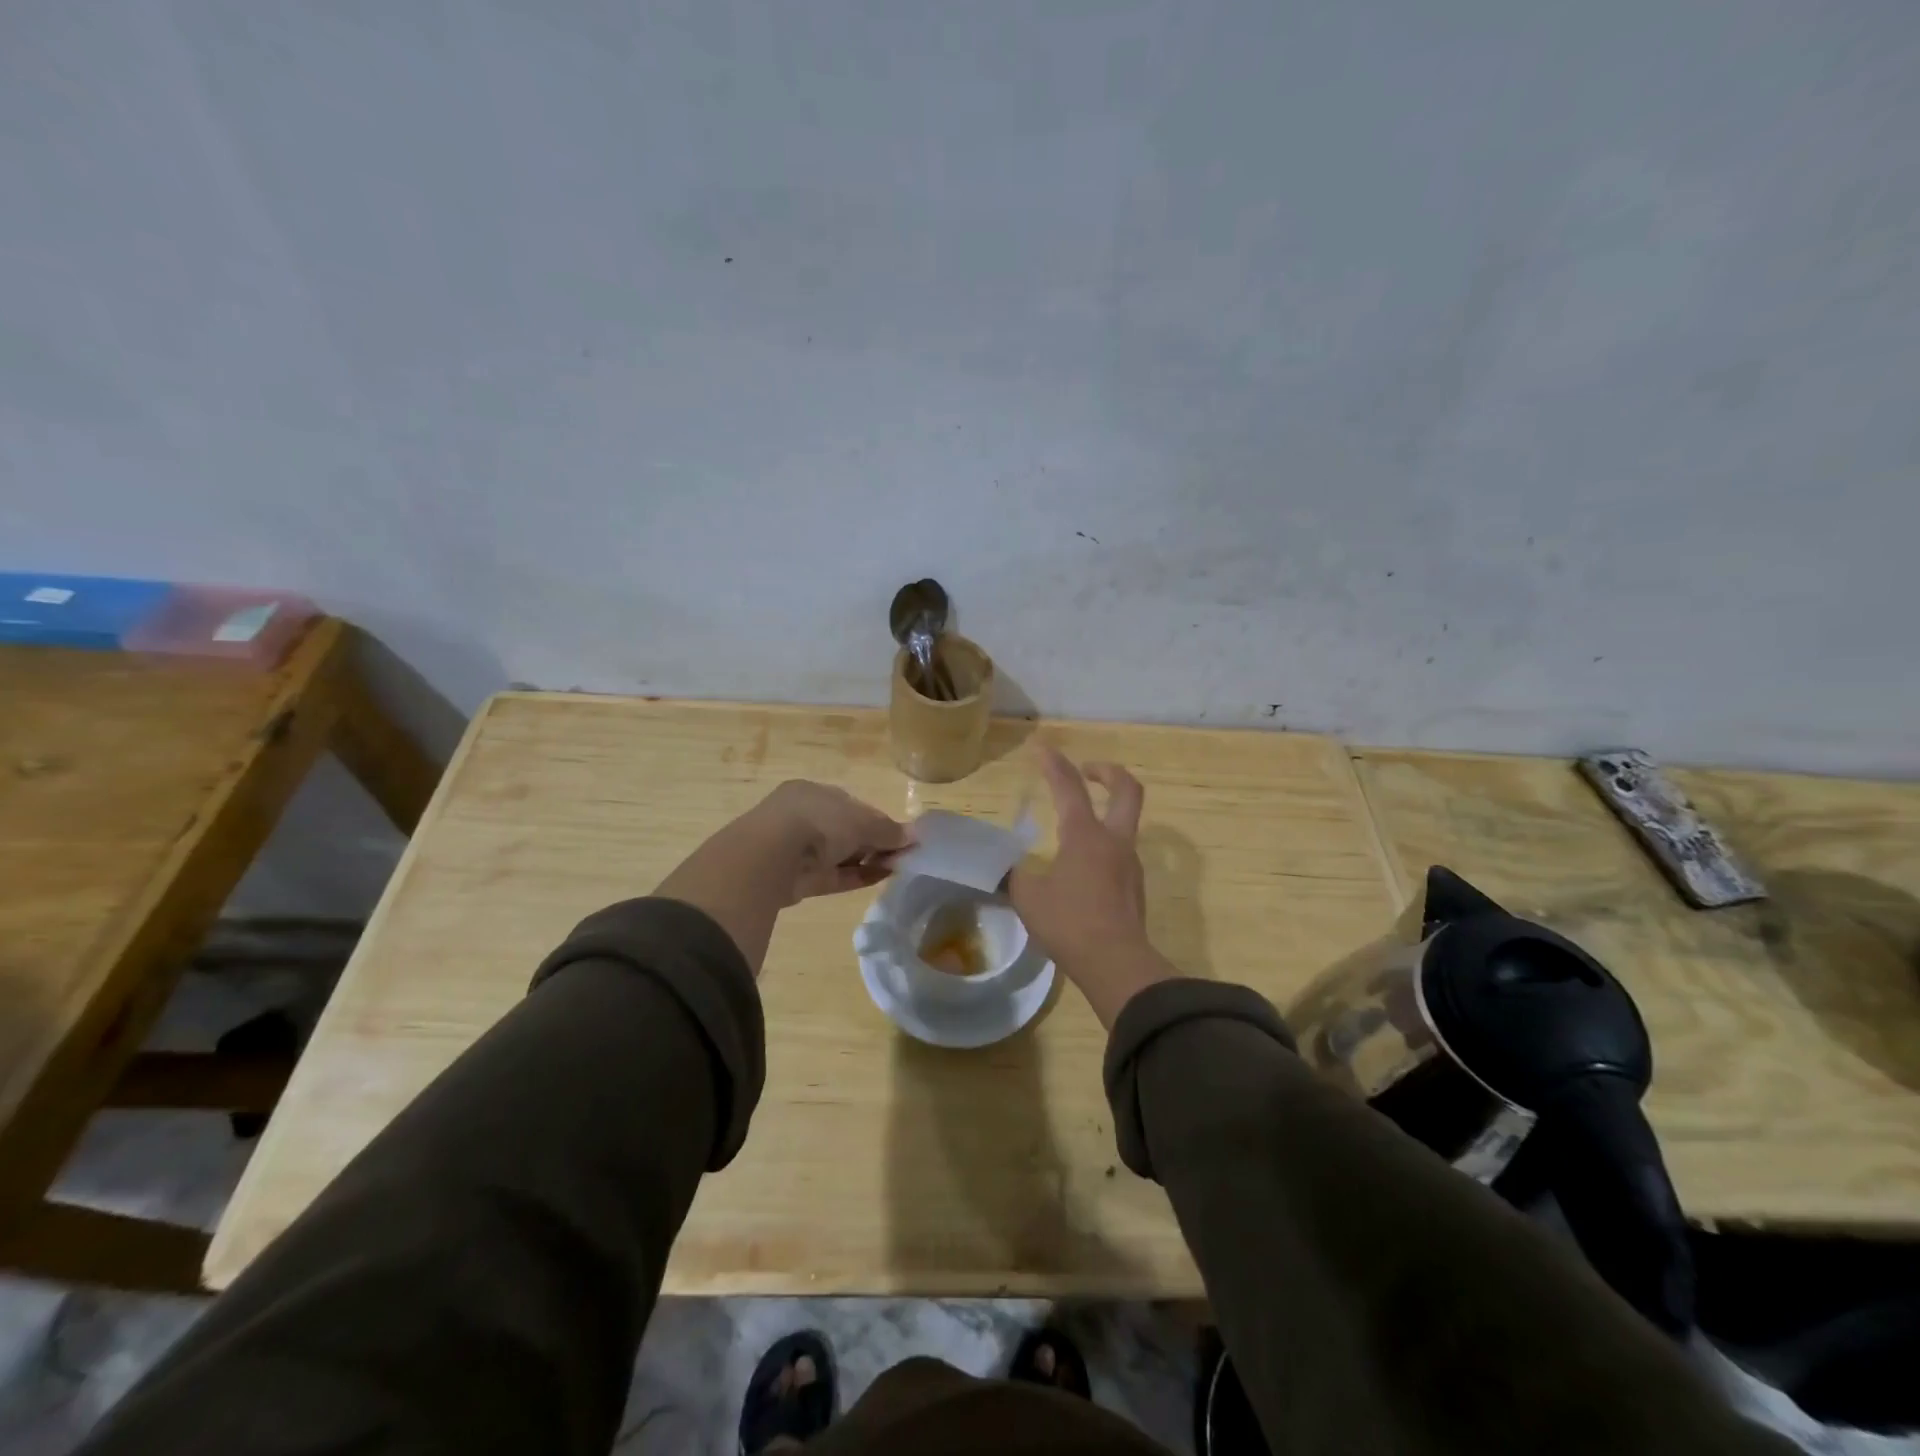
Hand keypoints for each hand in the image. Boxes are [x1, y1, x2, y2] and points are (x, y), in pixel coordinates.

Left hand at [746, 780, 911, 903]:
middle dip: (874, 842)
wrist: (771, 857)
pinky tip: (882, 877)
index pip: (852, 805)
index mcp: (813, 793)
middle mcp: (804, 817)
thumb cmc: (819, 822)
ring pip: (840, 854)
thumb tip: (913, 836)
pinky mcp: (799, 879)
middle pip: (846, 830)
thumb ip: (888, 830)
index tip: (900, 834)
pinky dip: (857, 876)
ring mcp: (799, 850)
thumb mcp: (861, 821)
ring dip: (868, 860)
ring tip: (898, 867)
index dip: (878, 820)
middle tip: (902, 853)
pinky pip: (834, 876)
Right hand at [1009, 748, 1172, 1026]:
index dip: (1054, 764)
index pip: (1069, 787)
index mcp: (1085, 835)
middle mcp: (1114, 841)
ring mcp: (1130, 864)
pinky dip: (1105, 846)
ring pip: (1126, 824)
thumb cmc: (1069, 923)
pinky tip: (1084, 868)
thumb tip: (1004, 869)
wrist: (1117, 964)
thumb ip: (1014, 876)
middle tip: (1088, 770)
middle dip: (1108, 772)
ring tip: (1076, 829)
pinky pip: (1121, 854)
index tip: (1042, 749)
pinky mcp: (1135, 887)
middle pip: (1127, 790)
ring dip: (1107, 813)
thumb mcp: (1028, 897)